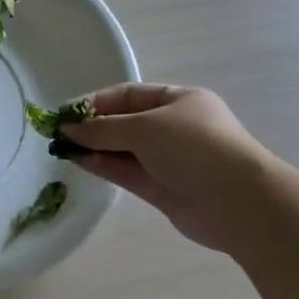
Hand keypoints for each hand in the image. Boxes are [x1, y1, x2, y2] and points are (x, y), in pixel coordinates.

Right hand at [60, 84, 272, 250]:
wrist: (239, 203)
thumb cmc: (194, 148)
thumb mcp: (144, 128)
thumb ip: (102, 129)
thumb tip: (67, 129)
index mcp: (179, 101)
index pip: (129, 95)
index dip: (96, 102)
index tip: (65, 112)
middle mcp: (174, 128)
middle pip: (124, 123)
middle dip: (93, 127)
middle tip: (59, 133)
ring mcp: (169, 160)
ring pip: (123, 150)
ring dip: (95, 148)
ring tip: (63, 148)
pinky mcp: (164, 189)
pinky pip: (127, 172)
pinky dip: (105, 166)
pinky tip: (80, 161)